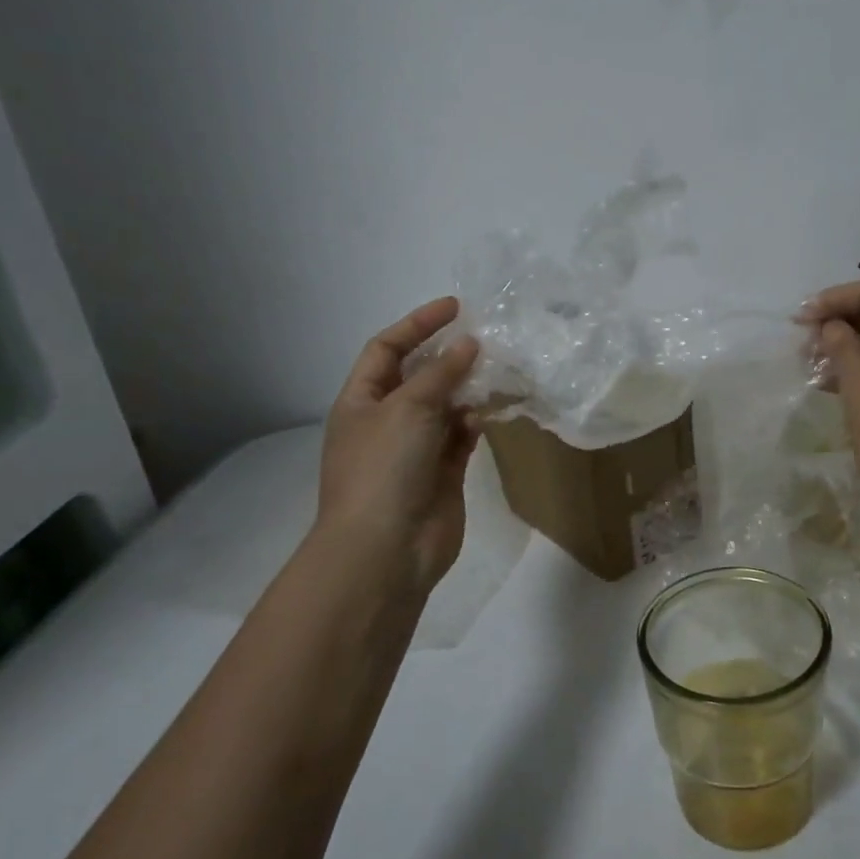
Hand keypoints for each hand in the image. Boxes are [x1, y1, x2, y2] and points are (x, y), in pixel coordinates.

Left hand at [315, 298, 481, 597]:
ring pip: (445, 407)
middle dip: (448, 355)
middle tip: (486, 336)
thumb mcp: (408, 408)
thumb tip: (468, 344)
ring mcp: (415, 450)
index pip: (387, 349)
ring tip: (498, 369)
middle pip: (419, 376)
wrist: (386, 550)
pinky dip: (476, 422)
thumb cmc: (384, 468)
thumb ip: (442, 373)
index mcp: (361, 402)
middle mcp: (386, 421)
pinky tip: (492, 410)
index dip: (417, 324)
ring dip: (467, 388)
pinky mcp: (442, 474)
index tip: (456, 308)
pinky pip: (461, 437)